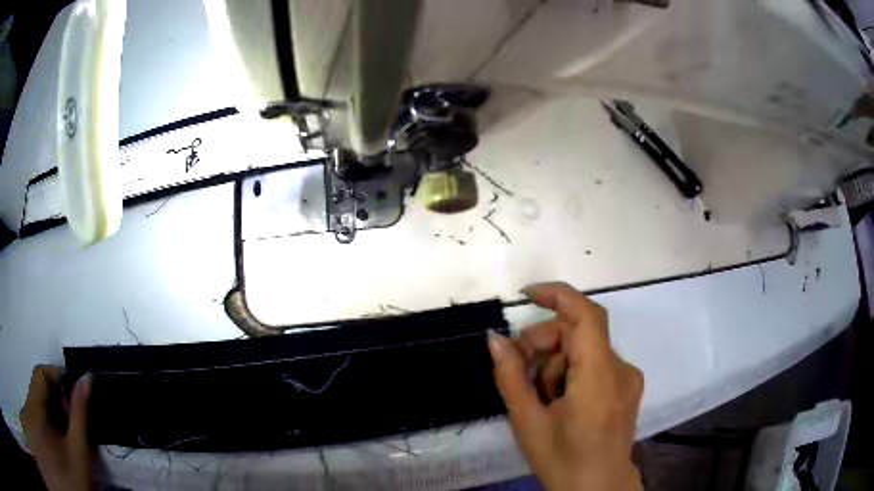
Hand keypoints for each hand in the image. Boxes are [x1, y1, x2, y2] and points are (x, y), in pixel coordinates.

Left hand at [20, 366, 94, 490]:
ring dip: (52, 411)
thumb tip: (86, 377)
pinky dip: (46, 420)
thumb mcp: (79, 453)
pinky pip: (34, 411)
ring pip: (36, 400)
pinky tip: (57, 439)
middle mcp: (27, 406)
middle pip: (38, 388)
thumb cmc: (74, 480)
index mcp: (34, 409)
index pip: (41, 374)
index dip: (58, 378)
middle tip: (75, 423)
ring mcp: (29, 415)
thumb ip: (79, 414)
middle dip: (57, 401)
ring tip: (67, 434)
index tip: (76, 395)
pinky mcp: (32, 423)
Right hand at [488, 283, 643, 490]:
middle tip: (518, 370)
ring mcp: (628, 376)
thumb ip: (510, 377)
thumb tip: (493, 338)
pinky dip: (572, 370)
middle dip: (544, 343)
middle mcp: (621, 369)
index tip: (526, 294)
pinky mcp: (628, 385)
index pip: (586, 316)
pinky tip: (559, 398)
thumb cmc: (563, 461)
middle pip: (579, 332)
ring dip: (556, 360)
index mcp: (598, 379)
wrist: (600, 489)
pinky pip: (596, 362)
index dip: (557, 295)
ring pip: (586, 347)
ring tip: (540, 395)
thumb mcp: (528, 423)